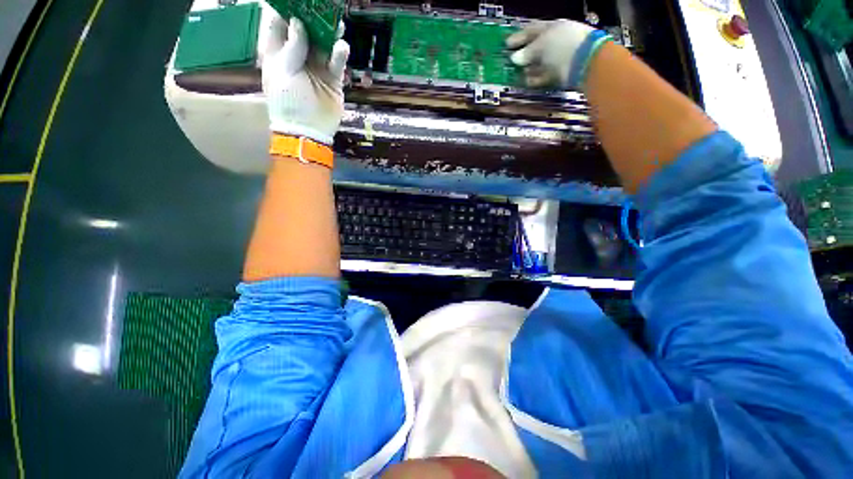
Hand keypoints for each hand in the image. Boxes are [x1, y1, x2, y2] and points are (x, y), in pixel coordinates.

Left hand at [262, 15, 349, 145]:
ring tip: (335, 21)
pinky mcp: (333, 79)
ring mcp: (316, 67)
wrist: (308, 130)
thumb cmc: (288, 102)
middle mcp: (298, 57)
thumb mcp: (282, 72)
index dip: (285, 9)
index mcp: (278, 53)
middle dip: (311, 17)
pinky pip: (337, 62)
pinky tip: (341, 47)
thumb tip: (298, 22)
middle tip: (320, 5)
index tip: (296, 0)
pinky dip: (340, 53)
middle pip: (304, 30)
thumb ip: (291, 47)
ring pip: (323, 43)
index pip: (279, 24)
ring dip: (329, 32)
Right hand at [506, 20, 610, 89]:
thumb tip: (514, 58)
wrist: (585, 62)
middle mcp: (556, 41)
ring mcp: (560, 57)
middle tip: (510, 60)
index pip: (532, 30)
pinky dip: (536, 78)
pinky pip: (545, 75)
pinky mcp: (561, 72)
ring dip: (528, 68)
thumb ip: (527, 51)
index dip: (519, 36)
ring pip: (540, 62)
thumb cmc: (561, 46)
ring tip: (517, 73)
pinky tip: (527, 81)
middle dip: (523, 53)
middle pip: (536, 47)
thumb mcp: (541, 45)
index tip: (506, 44)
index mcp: (552, 28)